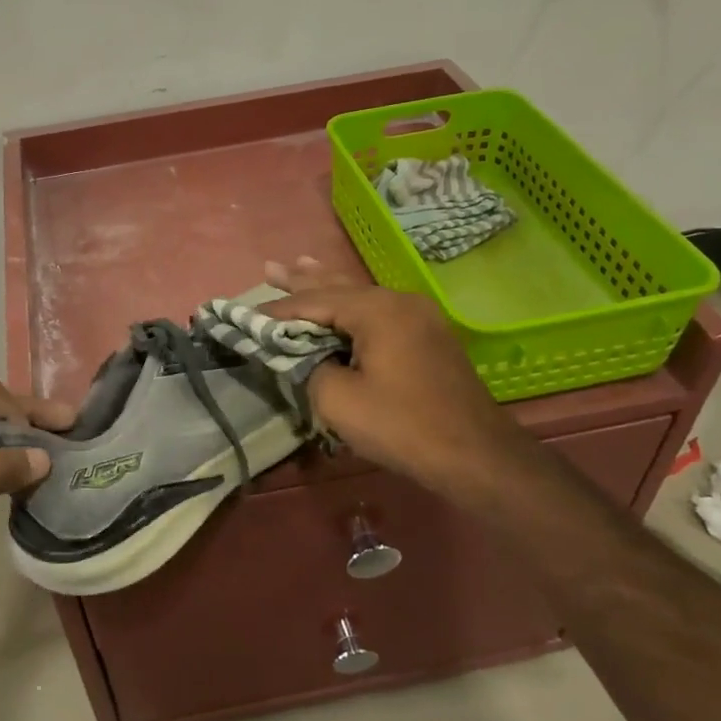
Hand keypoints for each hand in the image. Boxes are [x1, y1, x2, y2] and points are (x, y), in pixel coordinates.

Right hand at [263, 259, 529, 500]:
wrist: (477, 455)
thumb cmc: (403, 426)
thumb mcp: (338, 401)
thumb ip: (309, 368)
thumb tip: (306, 357)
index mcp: (376, 310)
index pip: (314, 301)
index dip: (277, 310)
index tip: (243, 314)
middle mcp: (398, 301)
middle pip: (338, 286)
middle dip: (301, 280)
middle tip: (270, 268)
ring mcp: (418, 316)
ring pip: (360, 295)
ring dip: (327, 287)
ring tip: (300, 265)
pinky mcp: (428, 336)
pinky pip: (379, 311)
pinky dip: (351, 306)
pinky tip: (343, 302)